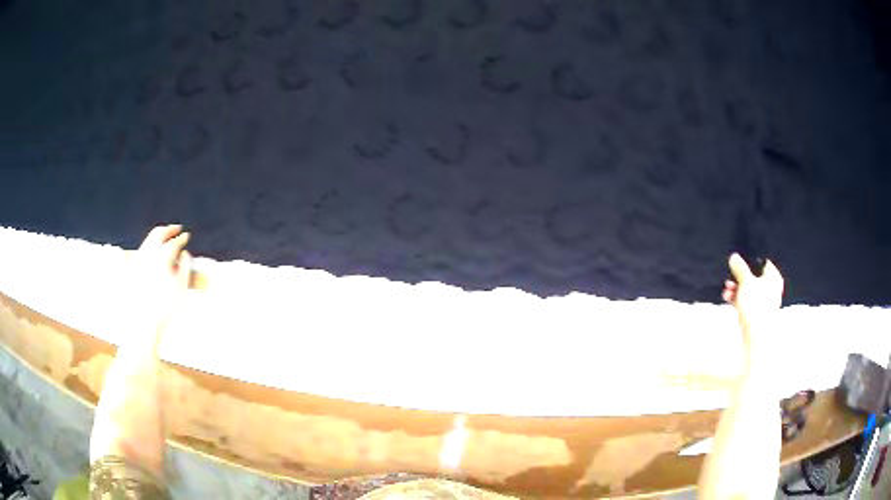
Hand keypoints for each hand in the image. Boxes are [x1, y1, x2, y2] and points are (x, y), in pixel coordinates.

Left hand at [131, 224, 192, 330]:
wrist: (145, 319)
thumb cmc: (165, 305)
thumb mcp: (181, 287)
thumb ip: (185, 267)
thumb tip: (185, 253)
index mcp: (162, 257)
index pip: (174, 242)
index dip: (182, 238)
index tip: (187, 236)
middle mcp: (149, 254)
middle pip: (159, 233)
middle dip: (169, 229)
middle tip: (177, 229)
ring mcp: (140, 258)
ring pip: (150, 238)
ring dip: (159, 234)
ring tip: (167, 236)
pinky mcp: (134, 265)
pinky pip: (144, 247)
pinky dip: (151, 243)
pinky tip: (156, 249)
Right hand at [723, 253, 783, 333]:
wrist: (756, 336)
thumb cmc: (756, 305)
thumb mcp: (746, 282)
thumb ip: (740, 268)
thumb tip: (734, 257)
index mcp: (773, 277)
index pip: (762, 262)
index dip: (750, 260)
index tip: (738, 260)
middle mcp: (771, 288)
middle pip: (754, 277)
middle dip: (740, 277)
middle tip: (730, 276)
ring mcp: (764, 302)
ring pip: (749, 290)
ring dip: (737, 289)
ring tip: (727, 290)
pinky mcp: (756, 313)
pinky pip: (747, 301)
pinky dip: (738, 299)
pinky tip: (728, 298)